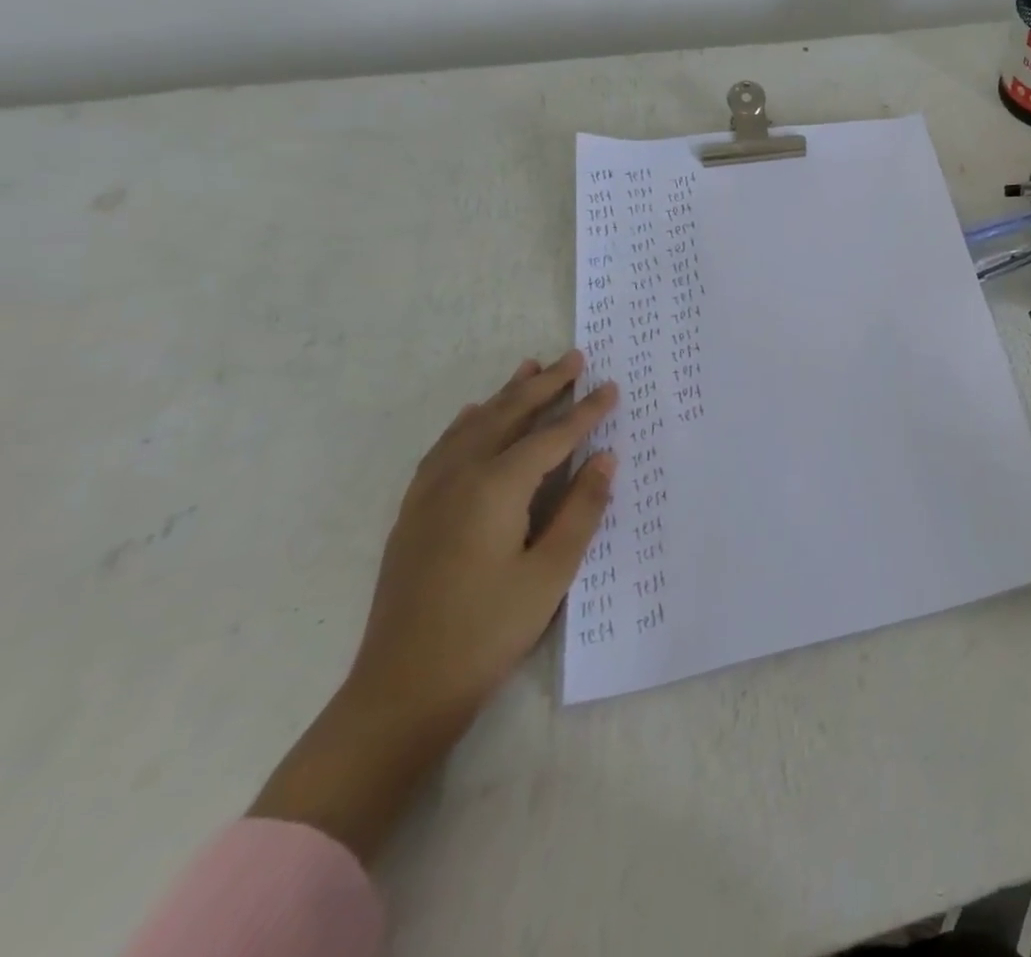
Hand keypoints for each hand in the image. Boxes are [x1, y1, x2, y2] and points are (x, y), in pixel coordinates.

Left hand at [350, 349, 616, 722]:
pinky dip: (466, 424)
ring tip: (528, 369)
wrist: (401, 690)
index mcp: (495, 490)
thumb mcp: (551, 572)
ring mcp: (428, 496)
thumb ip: (581, 509)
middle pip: (506, 418)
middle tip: (574, 357)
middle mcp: (458, 480)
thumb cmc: (488, 630)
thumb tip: (605, 458)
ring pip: (472, 427)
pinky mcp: (413, 515)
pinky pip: (443, 450)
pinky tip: (472, 417)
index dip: (584, 411)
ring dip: (504, 396)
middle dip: (544, 385)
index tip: (611, 385)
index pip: (550, 437)